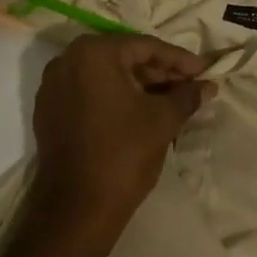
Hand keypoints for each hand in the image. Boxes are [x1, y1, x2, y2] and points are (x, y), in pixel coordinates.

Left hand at [31, 34, 214, 226]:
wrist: (76, 209)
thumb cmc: (123, 153)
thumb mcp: (163, 119)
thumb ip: (187, 95)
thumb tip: (207, 86)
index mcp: (93, 52)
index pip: (145, 47)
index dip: (179, 60)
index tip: (204, 71)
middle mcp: (67, 60)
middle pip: (123, 58)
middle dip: (159, 72)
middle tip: (190, 85)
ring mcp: (53, 87)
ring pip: (106, 76)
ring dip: (139, 85)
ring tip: (172, 99)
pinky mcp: (49, 111)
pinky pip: (89, 93)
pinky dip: (115, 98)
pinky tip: (142, 111)